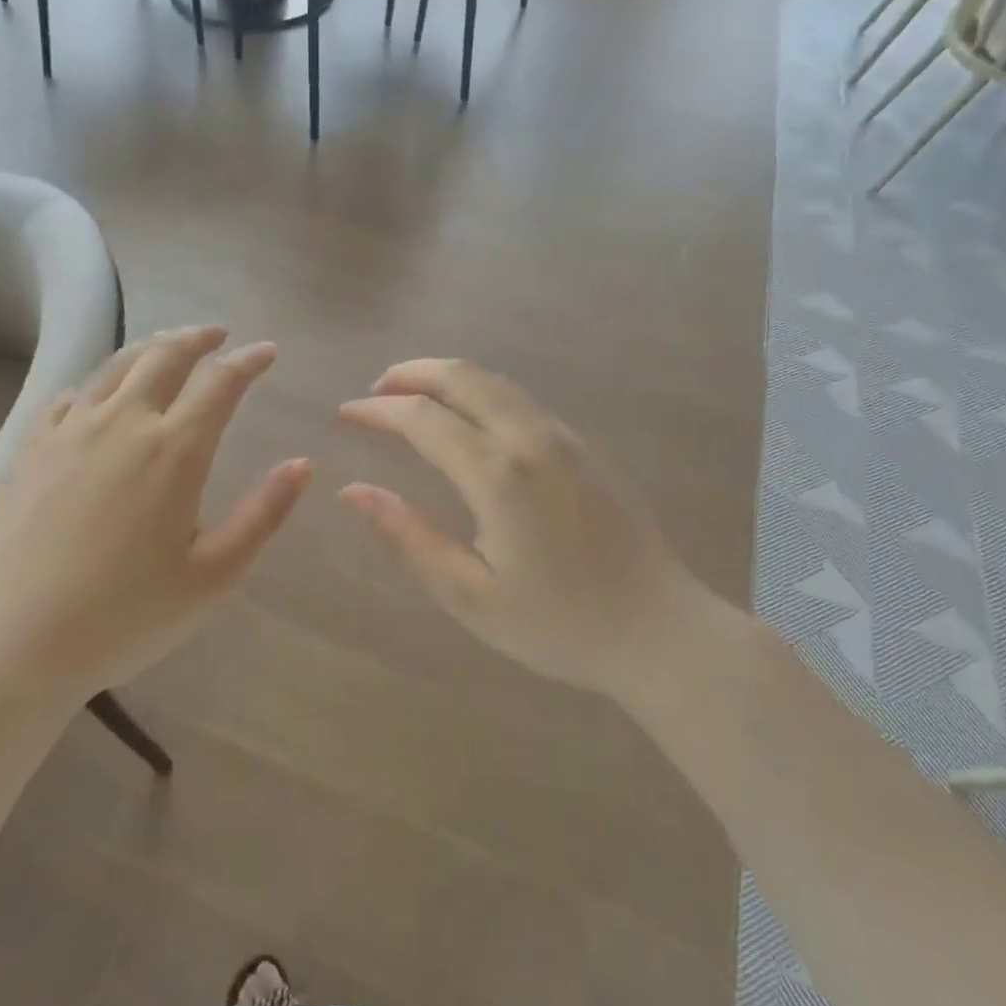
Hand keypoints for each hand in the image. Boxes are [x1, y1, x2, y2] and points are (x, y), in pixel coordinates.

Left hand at [0, 327, 311, 712]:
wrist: (13, 643)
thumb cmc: (125, 616)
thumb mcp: (212, 576)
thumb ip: (263, 515)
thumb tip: (303, 464)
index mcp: (173, 451)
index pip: (221, 384)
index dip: (248, 362)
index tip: (266, 352)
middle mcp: (122, 423)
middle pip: (165, 356)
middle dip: (199, 338)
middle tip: (219, 336)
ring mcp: (70, 430)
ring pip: (117, 366)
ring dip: (151, 348)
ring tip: (169, 346)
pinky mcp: (31, 448)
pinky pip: (71, 395)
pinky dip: (99, 382)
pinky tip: (101, 393)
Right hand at [339, 359, 710, 700]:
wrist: (660, 631)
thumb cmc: (559, 624)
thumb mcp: (470, 595)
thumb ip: (409, 536)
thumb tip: (354, 491)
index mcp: (498, 475)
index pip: (422, 418)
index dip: (377, 411)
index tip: (345, 413)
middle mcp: (531, 439)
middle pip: (461, 376)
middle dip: (410, 373)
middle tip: (376, 390)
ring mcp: (564, 437)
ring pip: (494, 381)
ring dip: (446, 377)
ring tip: (412, 396)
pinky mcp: (585, 446)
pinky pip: (519, 399)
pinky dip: (479, 392)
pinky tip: (467, 419)